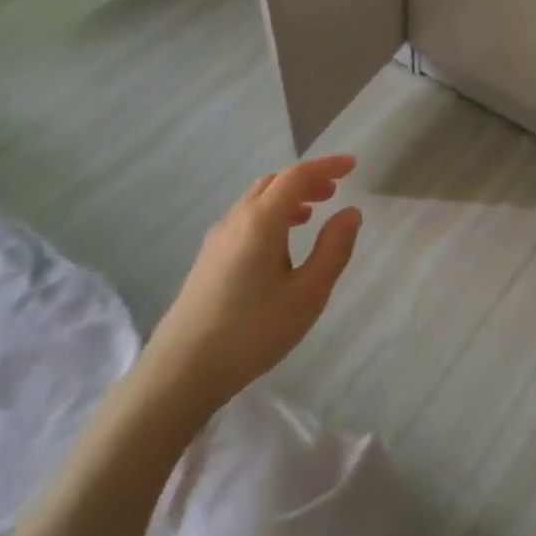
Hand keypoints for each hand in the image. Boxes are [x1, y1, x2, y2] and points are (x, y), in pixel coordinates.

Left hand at [142, 154, 363, 410]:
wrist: (183, 370)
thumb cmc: (253, 331)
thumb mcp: (307, 294)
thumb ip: (333, 250)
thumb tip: (350, 213)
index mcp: (261, 221)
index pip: (296, 176)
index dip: (326, 166)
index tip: (352, 165)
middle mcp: (236, 220)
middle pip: (273, 183)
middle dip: (306, 180)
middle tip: (335, 191)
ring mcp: (217, 239)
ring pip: (256, 201)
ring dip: (287, 198)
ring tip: (312, 216)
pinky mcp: (208, 259)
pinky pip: (245, 220)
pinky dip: (270, 216)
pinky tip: (281, 246)